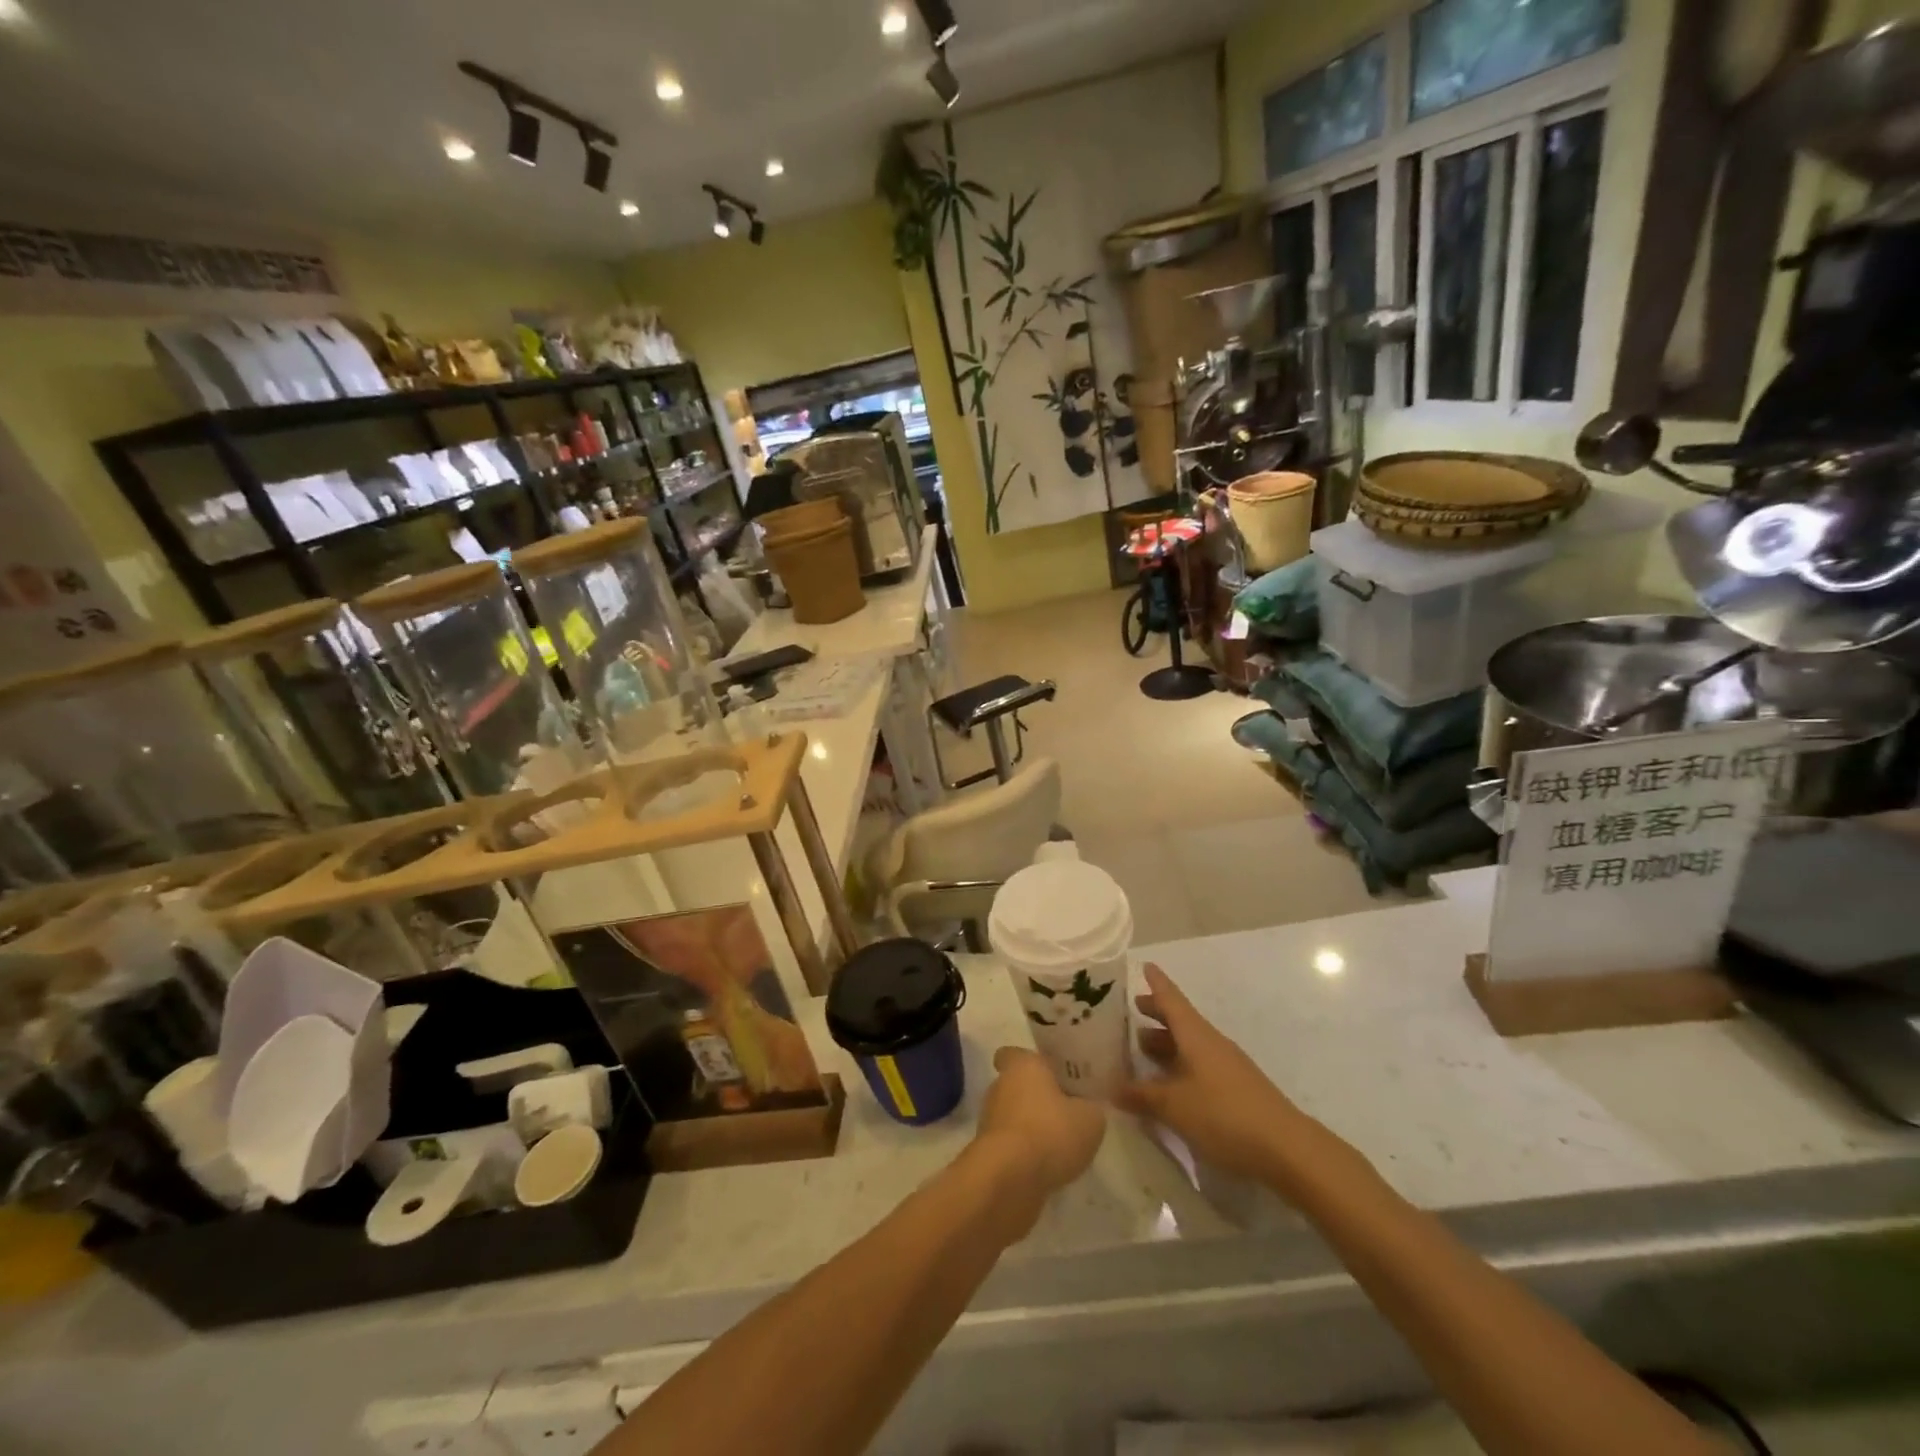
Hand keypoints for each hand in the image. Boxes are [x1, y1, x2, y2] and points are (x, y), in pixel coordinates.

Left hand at [973, 1047, 1106, 1209]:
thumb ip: (1089, 1108)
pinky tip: (1047, 1168)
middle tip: (1065, 1112)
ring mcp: (990, 1121)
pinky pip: (1010, 1146)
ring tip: (1060, 1146)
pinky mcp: (987, 1153)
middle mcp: (1000, 1087)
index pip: (1014, 1054)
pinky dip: (1025, 1154)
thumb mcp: (1090, 1119)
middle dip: (1036, 1098)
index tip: (1051, 1074)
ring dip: (1031, 1128)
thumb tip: (1085, 1109)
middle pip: (1017, 1086)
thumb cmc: (1051, 1132)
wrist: (1010, 1179)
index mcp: (1022, 1066)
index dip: (1031, 1062)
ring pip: (1013, 1117)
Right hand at [1117, 963, 1316, 1181]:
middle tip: (1132, 1010)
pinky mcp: (1234, 1090)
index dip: (1157, 983)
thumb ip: (1142, 1095)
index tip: (1144, 964)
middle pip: (1180, 1020)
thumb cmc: (1224, 1115)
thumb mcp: (1174, 1106)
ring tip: (1141, 1049)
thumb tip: (1111, 1087)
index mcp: (1196, 1035)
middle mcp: (1211, 1043)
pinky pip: (1199, 1066)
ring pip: (1189, 1045)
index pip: (1172, 999)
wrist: (1286, 1150)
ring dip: (1166, 1043)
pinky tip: (1167, 1085)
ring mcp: (1225, 1067)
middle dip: (1157, 1013)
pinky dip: (1178, 1066)